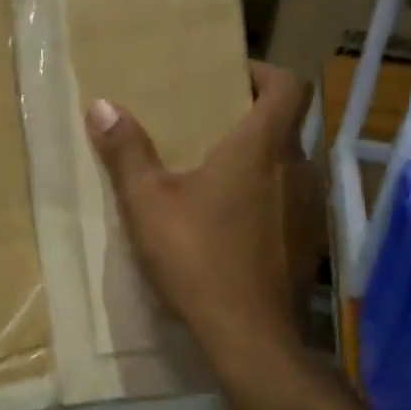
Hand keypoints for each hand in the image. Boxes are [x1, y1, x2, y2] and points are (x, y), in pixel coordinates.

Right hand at [85, 62, 316, 367]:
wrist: (248, 336)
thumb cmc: (197, 257)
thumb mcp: (147, 202)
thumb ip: (126, 152)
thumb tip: (102, 105)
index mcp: (262, 148)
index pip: (288, 86)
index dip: (264, 73)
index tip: (232, 77)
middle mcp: (297, 170)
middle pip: (286, 126)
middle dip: (250, 119)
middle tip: (207, 126)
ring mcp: (308, 209)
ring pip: (288, 166)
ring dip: (258, 161)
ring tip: (213, 174)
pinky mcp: (308, 244)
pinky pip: (288, 202)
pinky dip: (264, 197)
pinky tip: (230, 223)